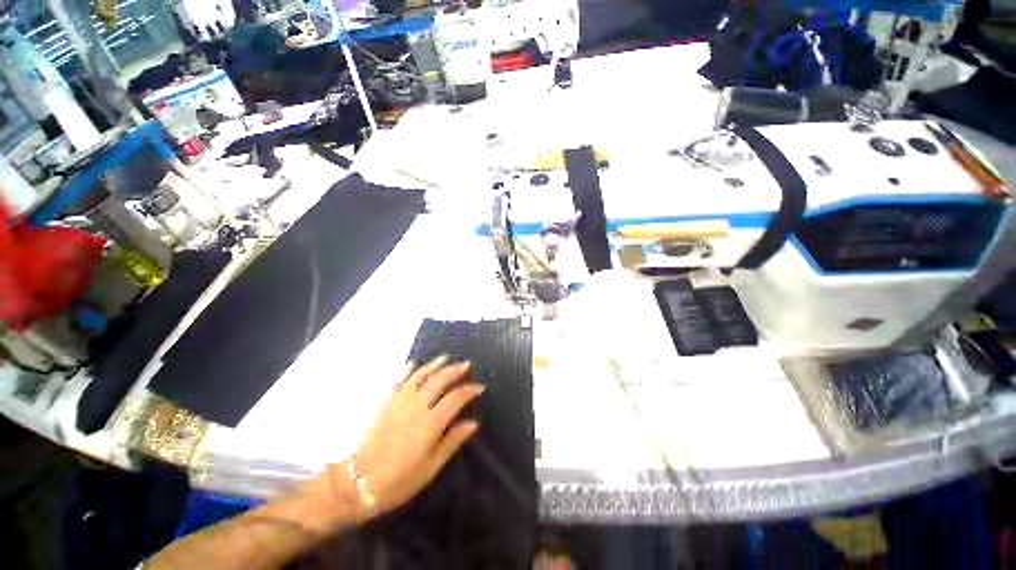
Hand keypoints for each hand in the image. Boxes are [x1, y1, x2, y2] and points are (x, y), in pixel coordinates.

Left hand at [329, 356, 481, 518]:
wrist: (360, 482)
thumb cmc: (401, 479)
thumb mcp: (431, 467)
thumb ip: (453, 441)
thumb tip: (473, 423)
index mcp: (431, 423)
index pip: (456, 398)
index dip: (469, 390)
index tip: (479, 387)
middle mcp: (417, 406)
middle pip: (440, 381)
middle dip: (455, 370)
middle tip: (466, 364)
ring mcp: (400, 402)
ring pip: (421, 376)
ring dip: (435, 365)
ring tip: (446, 358)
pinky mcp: (386, 403)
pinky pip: (399, 381)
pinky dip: (407, 370)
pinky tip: (414, 363)